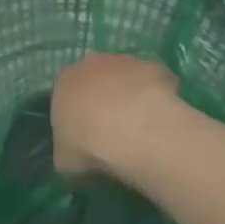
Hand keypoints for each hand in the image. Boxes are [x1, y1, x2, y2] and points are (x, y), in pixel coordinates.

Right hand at [51, 53, 185, 181]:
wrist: (131, 130)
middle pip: (97, 80)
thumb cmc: (88, 145)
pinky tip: (160, 120)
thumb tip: (75, 154)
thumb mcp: (64, 160)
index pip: (67, 95)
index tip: (87, 136)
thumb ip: (67, 150)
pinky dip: (157, 97)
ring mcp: (126, 62)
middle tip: (114, 130)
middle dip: (104, 100)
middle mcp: (92, 64)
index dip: (78, 116)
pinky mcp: (154, 67)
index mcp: (65, 82)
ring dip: (130, 95)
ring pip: (126, 77)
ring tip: (140, 127)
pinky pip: (155, 83)